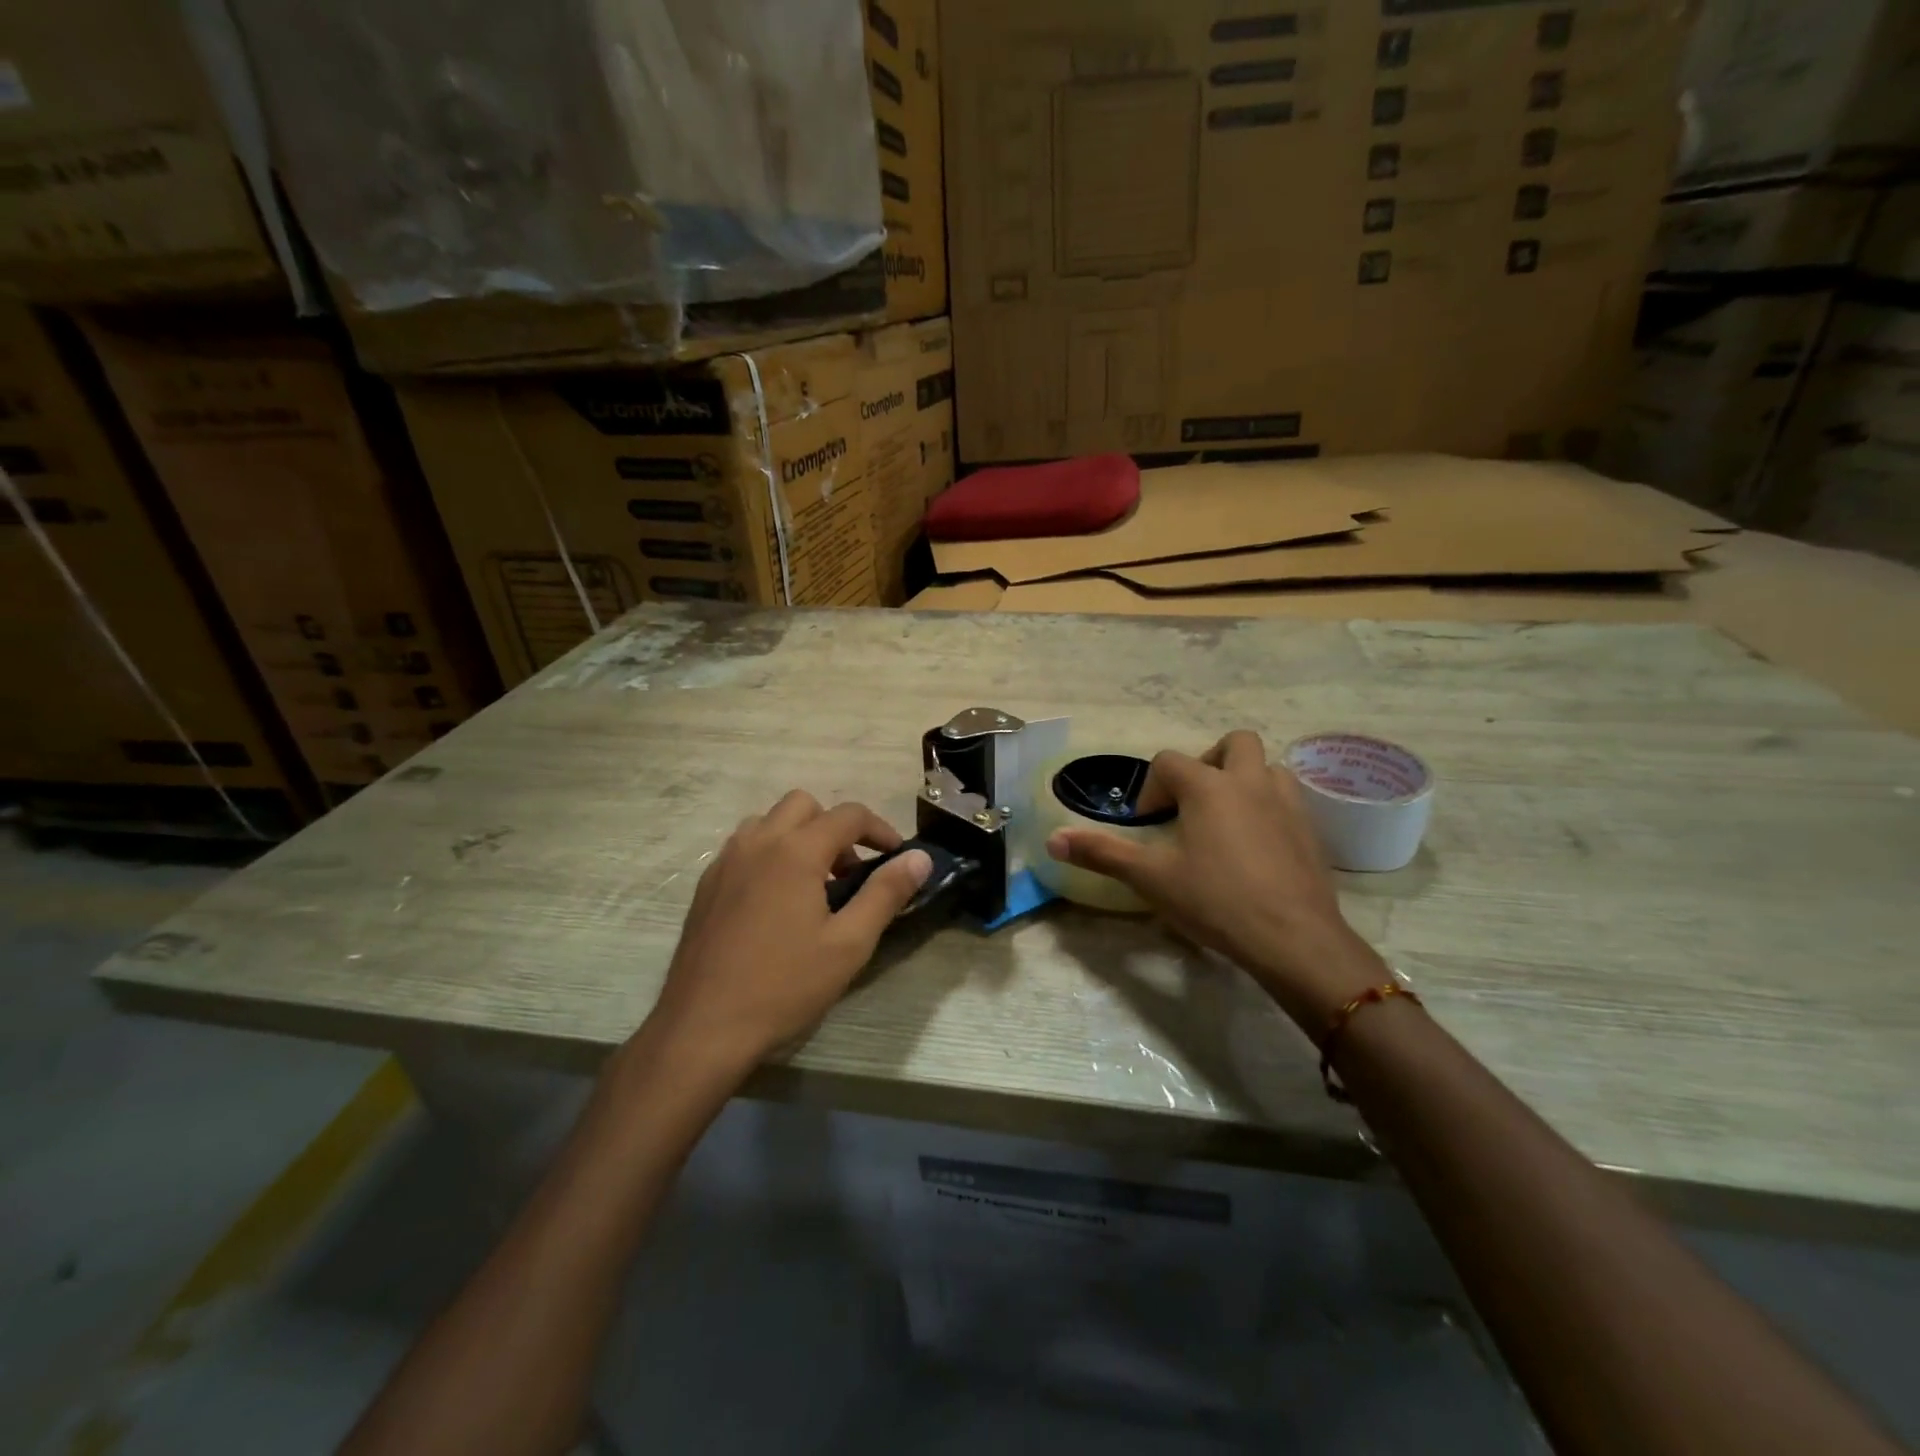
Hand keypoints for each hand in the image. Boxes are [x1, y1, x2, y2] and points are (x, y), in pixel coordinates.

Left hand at [642, 791, 931, 1074]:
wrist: (703, 1026)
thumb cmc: (784, 985)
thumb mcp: (849, 943)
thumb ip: (886, 893)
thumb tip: (920, 857)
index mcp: (796, 850)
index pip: (848, 815)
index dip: (880, 829)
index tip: (896, 856)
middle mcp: (758, 842)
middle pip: (804, 804)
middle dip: (835, 827)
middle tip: (849, 872)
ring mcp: (726, 861)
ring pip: (769, 822)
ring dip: (799, 836)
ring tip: (813, 884)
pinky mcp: (706, 884)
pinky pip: (745, 846)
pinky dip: (770, 853)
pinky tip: (776, 902)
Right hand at [1045, 730, 1386, 1034]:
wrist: (1294, 939)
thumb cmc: (1216, 901)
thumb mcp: (1150, 878)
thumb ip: (1101, 853)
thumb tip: (1052, 838)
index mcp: (1208, 786)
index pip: (1169, 761)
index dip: (1151, 788)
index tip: (1148, 825)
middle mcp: (1250, 782)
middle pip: (1233, 743)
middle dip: (1209, 762)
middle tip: (1193, 802)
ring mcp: (1287, 804)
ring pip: (1268, 768)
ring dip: (1245, 781)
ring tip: (1226, 820)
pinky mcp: (1311, 832)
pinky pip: (1288, 801)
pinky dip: (1268, 809)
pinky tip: (1256, 848)